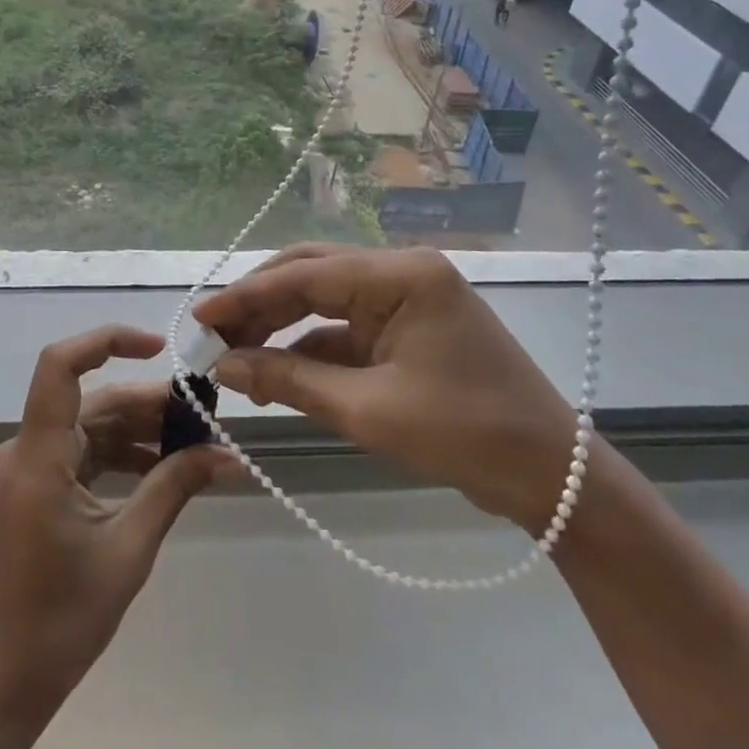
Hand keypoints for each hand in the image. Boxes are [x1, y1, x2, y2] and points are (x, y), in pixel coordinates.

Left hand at [0, 325, 229, 731]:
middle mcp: (25, 450)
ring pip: (89, 427)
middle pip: (91, 401)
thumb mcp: (127, 550)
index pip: (60, 366)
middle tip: (206, 416)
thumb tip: (228, 456)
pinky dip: (120, 456)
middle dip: (149, 403)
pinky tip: (162, 470)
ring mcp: (26, 469)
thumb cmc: (58, 621)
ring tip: (195, 444)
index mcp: (38, 456)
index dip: (107, 341)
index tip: (159, 347)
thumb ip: (174, 489)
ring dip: (139, 431)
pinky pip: (81, 454)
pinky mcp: (33, 488)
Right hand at [194, 244, 578, 533]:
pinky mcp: (405, 326)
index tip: (199, 315)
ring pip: (322, 299)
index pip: (305, 274)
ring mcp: (405, 298)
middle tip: (212, 335)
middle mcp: (401, 272)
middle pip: (310, 274)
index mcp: (401, 275)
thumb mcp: (366, 409)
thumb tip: (224, 364)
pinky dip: (307, 348)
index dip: (246, 294)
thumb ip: (289, 379)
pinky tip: (274, 373)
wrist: (549, 476)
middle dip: (259, 304)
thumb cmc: (463, 435)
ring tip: (234, 358)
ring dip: (279, 327)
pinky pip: (343, 327)